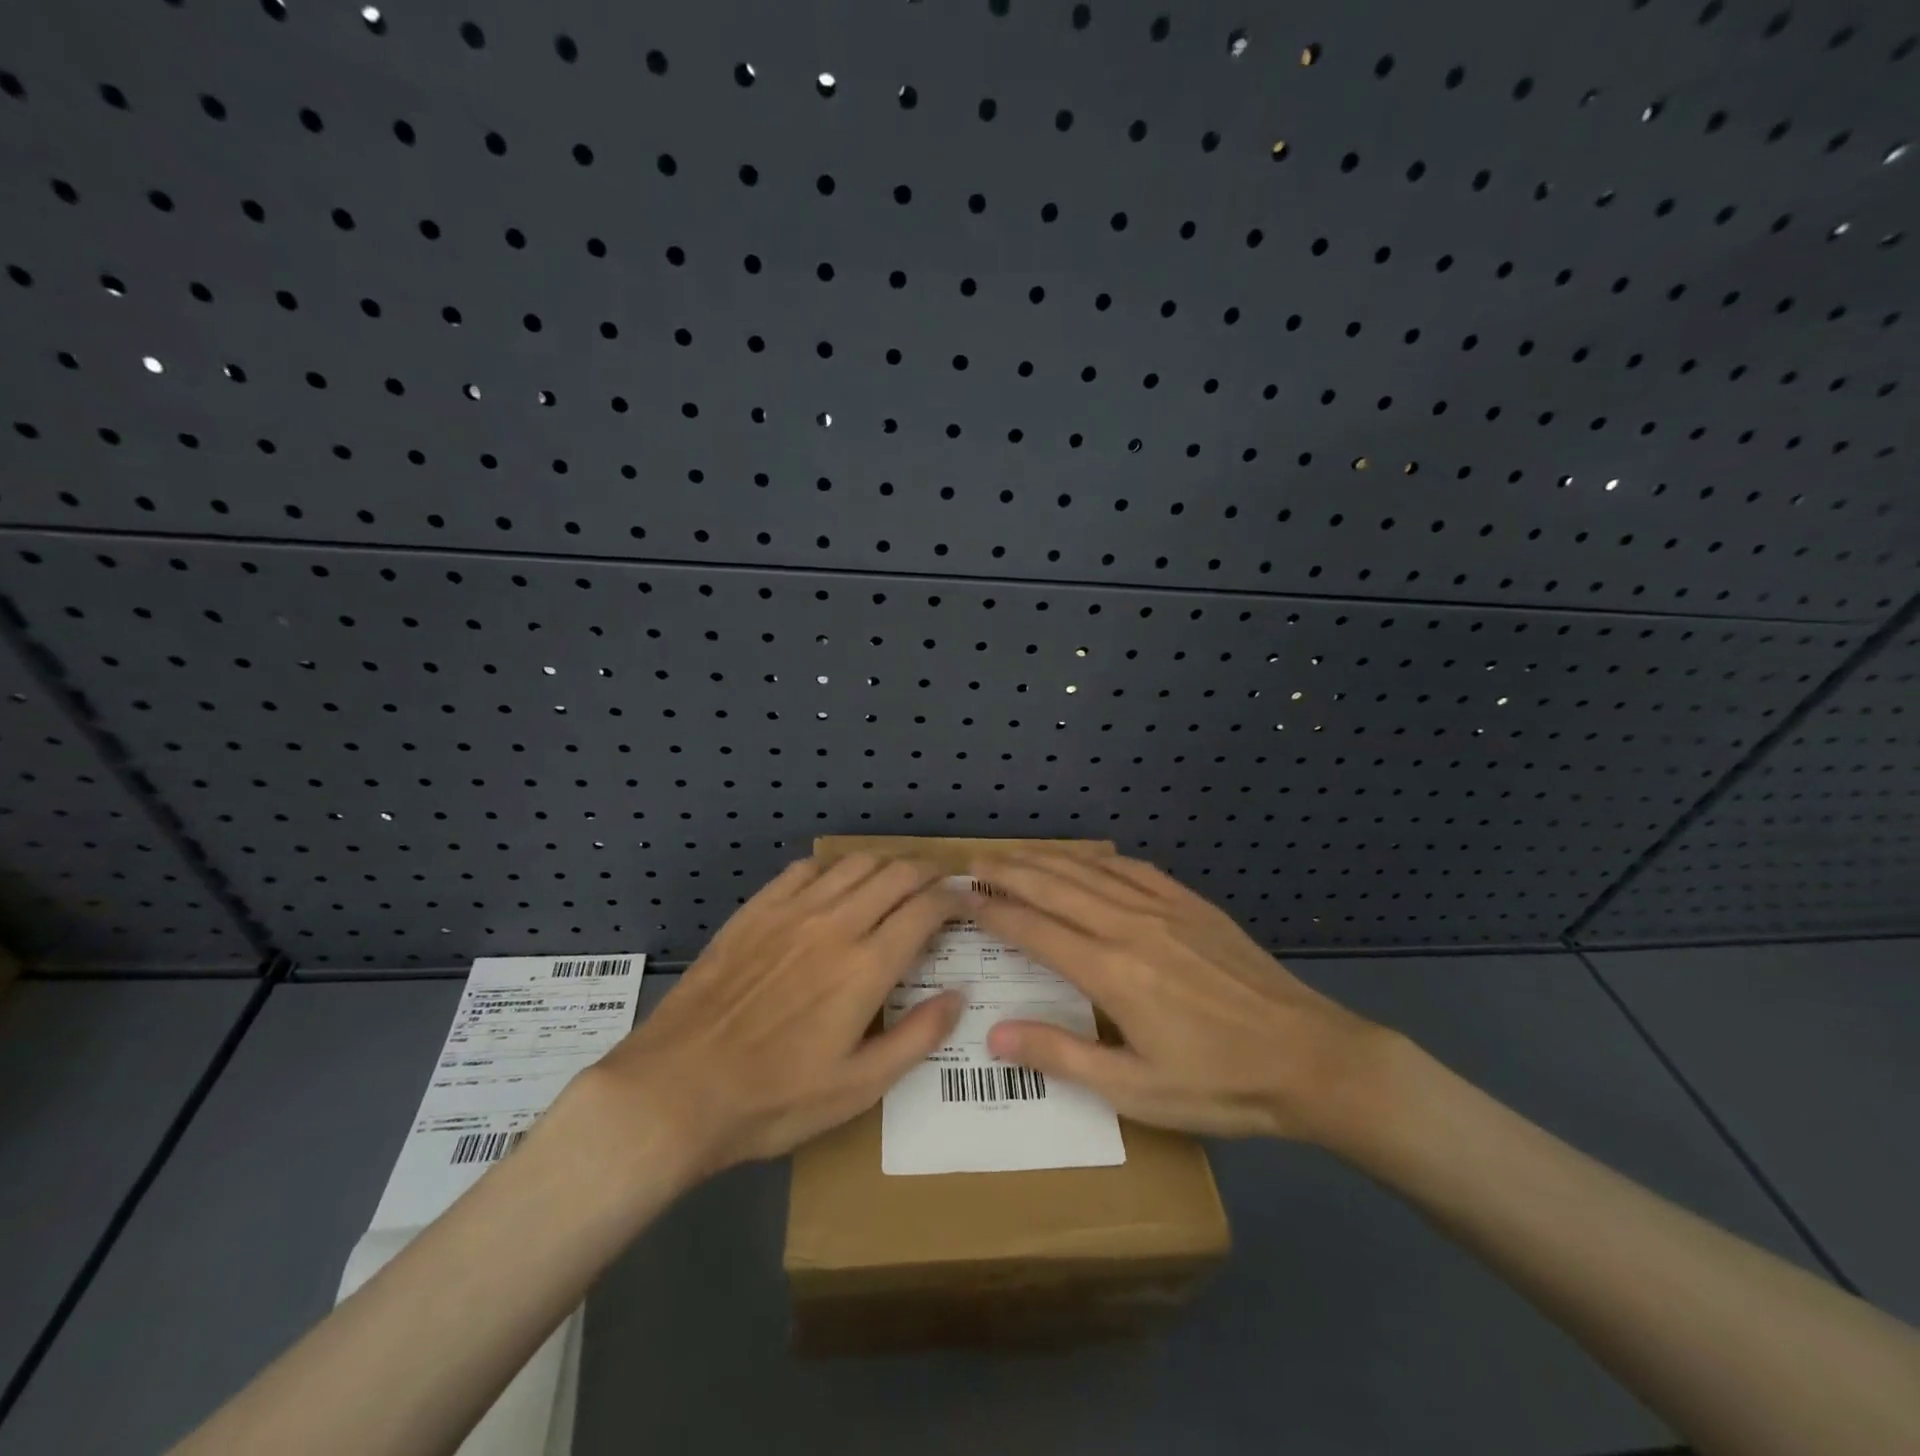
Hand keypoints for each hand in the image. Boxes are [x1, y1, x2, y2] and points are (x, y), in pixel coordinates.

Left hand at [586, 856, 962, 1179]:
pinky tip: (835, 884)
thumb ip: (917, 1037)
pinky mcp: (755, 911)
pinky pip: (805, 869)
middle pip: (895, 873)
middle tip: (941, 883)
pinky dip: (833, 868)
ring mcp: (791, 912)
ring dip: (885, 864)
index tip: (967, 901)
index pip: (925, 909)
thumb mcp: (858, 1088)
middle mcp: (834, 924)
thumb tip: (960, 995)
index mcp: (866, 967)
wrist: (677, 1090)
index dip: (954, 898)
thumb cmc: (774, 1099)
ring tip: (896, 880)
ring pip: (853, 864)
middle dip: (927, 871)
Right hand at [972, 855, 1391, 1145]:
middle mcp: (1129, 926)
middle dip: (1008, 872)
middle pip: (1054, 887)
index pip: (1034, 929)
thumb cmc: (1219, 1084)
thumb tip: (994, 1034)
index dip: (992, 910)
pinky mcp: (1193, 906)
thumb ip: (1062, 1057)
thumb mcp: (1135, 1091)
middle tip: (973, 863)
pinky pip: (1135, 870)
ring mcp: (1164, 910)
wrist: (1312, 1058)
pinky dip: (1101, 862)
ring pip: (1090, 872)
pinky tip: (1090, 861)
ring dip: (1047, 860)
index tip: (961, 896)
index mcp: (1110, 971)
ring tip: (1014, 855)